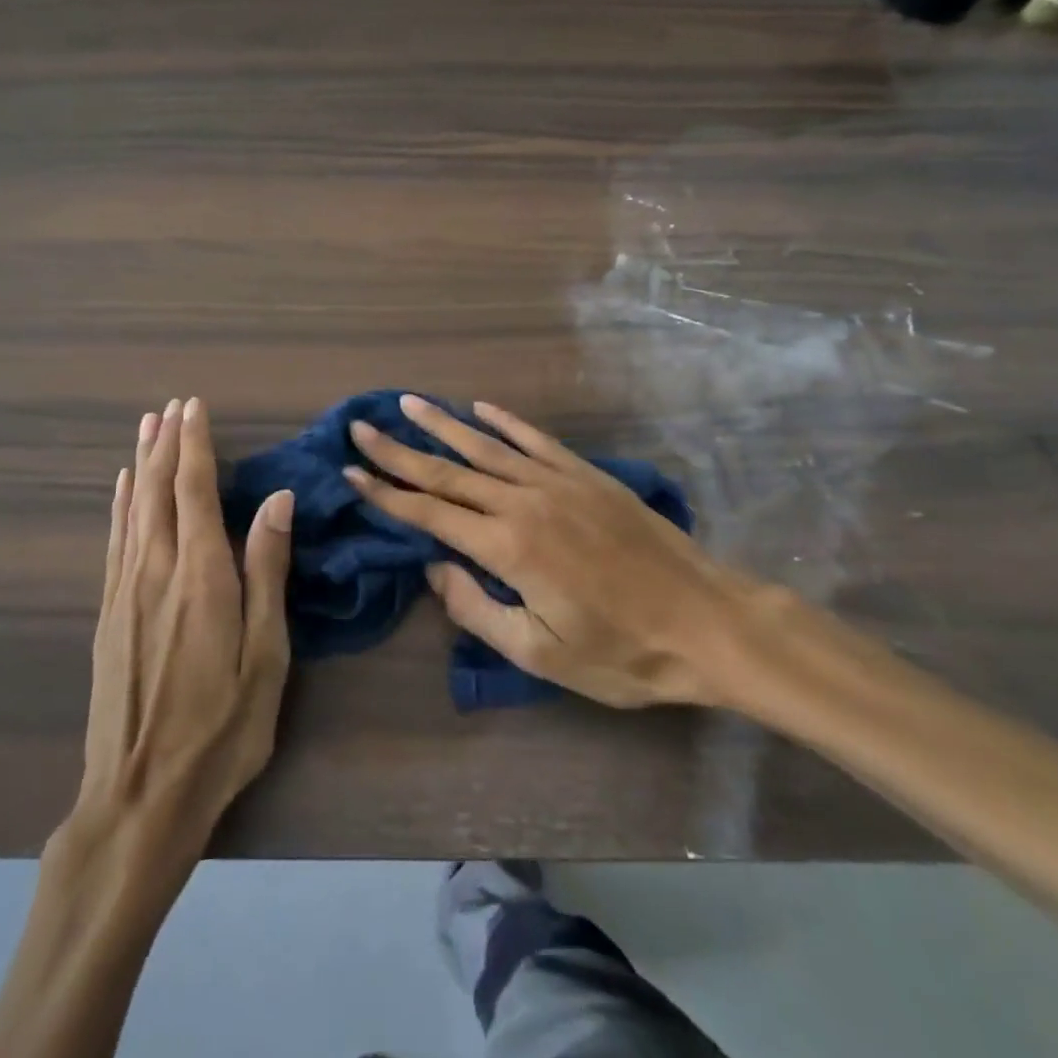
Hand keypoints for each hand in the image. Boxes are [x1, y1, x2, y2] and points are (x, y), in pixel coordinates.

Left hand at [75, 397, 293, 845]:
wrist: (140, 797)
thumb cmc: (221, 729)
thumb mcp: (266, 656)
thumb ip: (267, 572)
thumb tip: (278, 501)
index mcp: (202, 577)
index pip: (195, 492)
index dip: (195, 446)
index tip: (195, 407)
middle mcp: (157, 571)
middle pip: (157, 491)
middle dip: (165, 444)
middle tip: (171, 405)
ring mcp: (126, 591)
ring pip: (132, 510)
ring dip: (140, 464)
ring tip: (146, 426)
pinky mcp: (108, 614)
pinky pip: (114, 542)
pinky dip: (118, 506)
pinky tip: (120, 488)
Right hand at [343, 394, 769, 709]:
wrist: (706, 622)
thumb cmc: (621, 651)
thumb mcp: (540, 653)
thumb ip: (477, 609)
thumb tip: (435, 568)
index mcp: (507, 547)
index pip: (430, 513)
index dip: (386, 493)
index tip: (351, 471)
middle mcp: (524, 502)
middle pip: (448, 470)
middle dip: (399, 450)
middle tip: (361, 427)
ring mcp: (558, 482)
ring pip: (486, 446)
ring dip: (442, 425)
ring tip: (408, 404)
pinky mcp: (587, 475)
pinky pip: (535, 440)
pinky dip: (505, 422)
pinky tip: (481, 408)